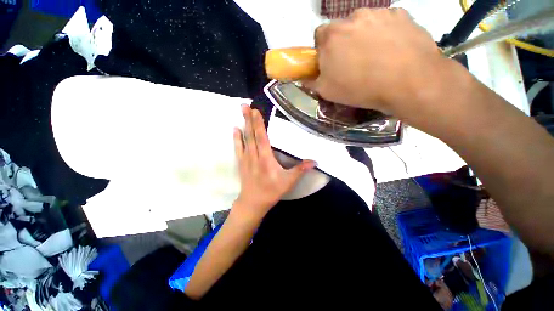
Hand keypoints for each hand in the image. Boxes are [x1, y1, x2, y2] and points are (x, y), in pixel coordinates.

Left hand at [232, 105, 315, 220]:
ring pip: (244, 139)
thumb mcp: (288, 181)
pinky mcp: (241, 163)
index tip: (256, 111)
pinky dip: (236, 138)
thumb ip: (300, 170)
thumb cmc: (271, 191)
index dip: (259, 124)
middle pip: (251, 135)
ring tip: (240, 112)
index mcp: (266, 158)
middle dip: (249, 119)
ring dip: (243, 125)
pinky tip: (235, 129)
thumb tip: (314, 161)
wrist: (253, 202)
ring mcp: (246, 158)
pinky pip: (238, 148)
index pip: (262, 137)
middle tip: (245, 105)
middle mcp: (254, 155)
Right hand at [305, 8, 459, 118]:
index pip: (319, 37)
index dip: (324, 51)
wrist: (409, 82)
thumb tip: (304, 77)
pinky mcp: (401, 14)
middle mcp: (352, 17)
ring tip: (375, 58)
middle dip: (343, 44)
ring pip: (364, 24)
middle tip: (354, 63)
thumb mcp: (328, 92)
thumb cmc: (361, 88)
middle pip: (342, 29)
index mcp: (331, 36)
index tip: (331, 63)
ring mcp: (378, 13)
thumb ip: (312, 81)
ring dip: (364, 37)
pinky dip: (385, 34)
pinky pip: (385, 23)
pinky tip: (392, 50)